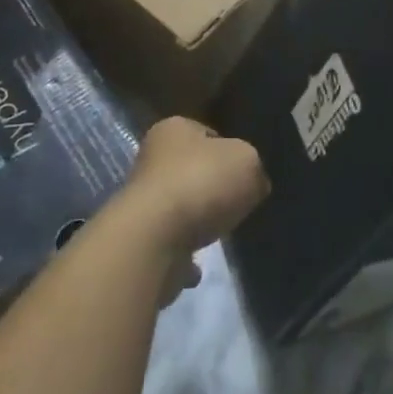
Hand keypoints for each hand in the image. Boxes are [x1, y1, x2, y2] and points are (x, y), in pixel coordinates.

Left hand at [119, 118, 269, 258]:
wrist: (153, 240)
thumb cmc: (201, 183)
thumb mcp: (247, 162)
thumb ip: (253, 168)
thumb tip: (252, 184)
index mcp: (174, 129)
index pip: (207, 133)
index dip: (229, 151)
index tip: (245, 173)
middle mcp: (152, 159)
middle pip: (191, 170)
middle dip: (212, 187)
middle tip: (236, 203)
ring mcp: (141, 201)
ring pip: (179, 207)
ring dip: (196, 220)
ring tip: (219, 233)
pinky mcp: (139, 240)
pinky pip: (169, 244)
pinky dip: (183, 255)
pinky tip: (198, 265)